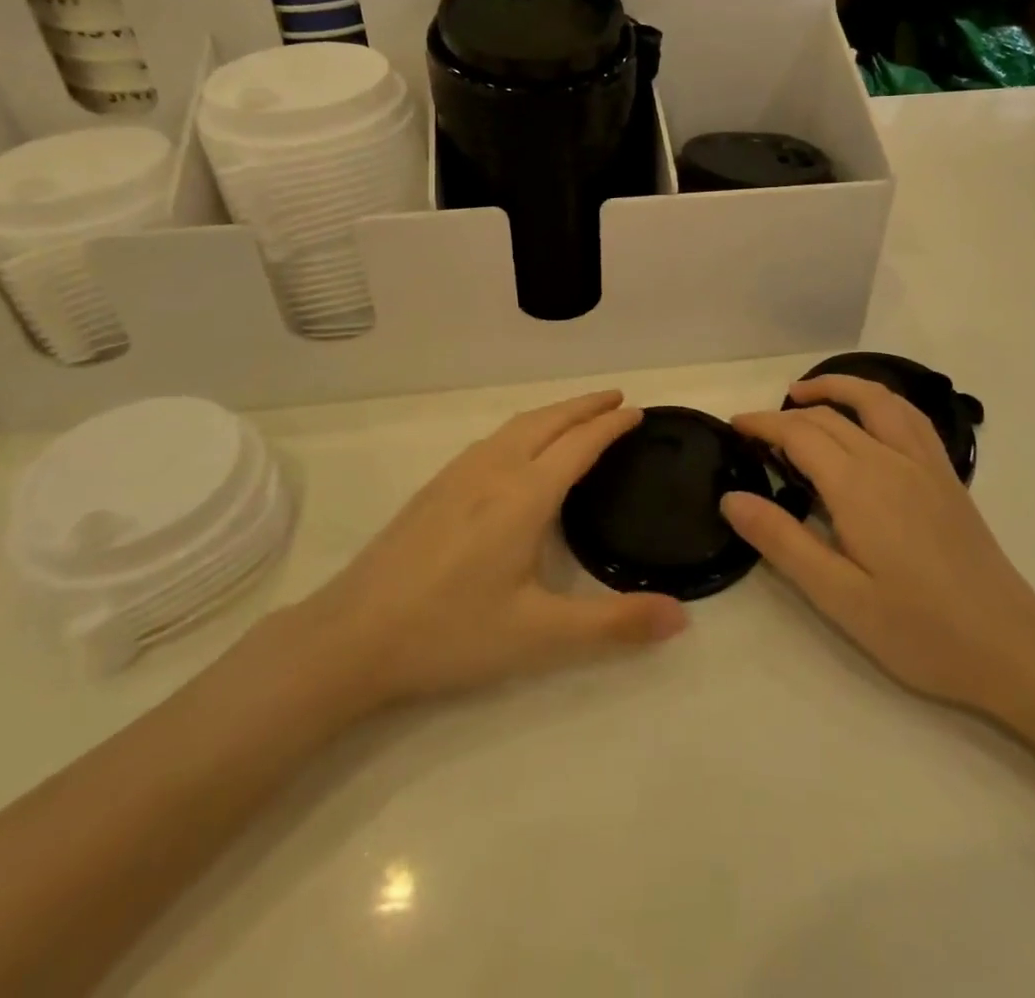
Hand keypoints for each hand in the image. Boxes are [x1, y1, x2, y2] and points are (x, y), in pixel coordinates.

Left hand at [275, 392, 686, 715]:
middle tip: (616, 399)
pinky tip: (517, 451)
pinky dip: (523, 428)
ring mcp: (458, 475)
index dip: (611, 425)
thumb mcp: (541, 636)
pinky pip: (492, 439)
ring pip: (516, 426)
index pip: (580, 444)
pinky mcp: (434, 488)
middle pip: (548, 421)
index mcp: (525, 494)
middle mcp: (494, 470)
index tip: (637, 411)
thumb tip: (682, 618)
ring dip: (553, 413)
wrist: (351, 636)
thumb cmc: (452, 632)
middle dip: (584, 405)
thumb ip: (614, 624)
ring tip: (576, 417)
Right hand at [727, 376, 1034, 712]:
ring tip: (805, 394)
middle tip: (755, 428)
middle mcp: (890, 460)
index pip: (800, 434)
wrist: (1008, 644)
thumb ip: (782, 541)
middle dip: (787, 413)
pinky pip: (909, 416)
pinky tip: (870, 415)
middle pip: (831, 416)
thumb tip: (732, 498)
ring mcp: (924, 463)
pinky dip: (879, 399)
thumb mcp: (838, 595)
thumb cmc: (917, 628)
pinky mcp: (946, 475)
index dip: (763, 424)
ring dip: (837, 386)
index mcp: (858, 487)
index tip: (734, 426)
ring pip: (876, 400)